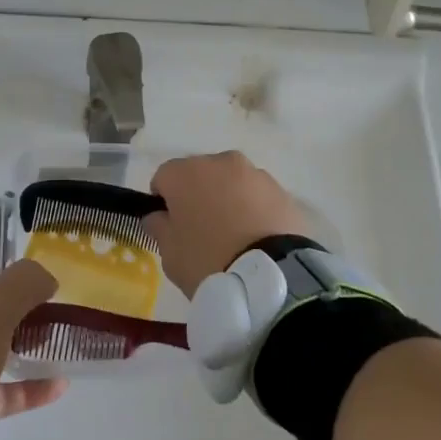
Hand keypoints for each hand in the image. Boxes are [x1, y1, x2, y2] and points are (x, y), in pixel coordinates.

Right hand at [147, 151, 309, 298]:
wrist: (268, 277)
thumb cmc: (207, 261)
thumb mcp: (169, 253)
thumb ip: (159, 227)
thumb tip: (158, 216)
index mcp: (186, 173)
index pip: (164, 177)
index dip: (163, 200)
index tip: (169, 225)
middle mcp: (221, 162)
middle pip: (201, 174)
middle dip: (198, 195)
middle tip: (202, 230)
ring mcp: (255, 174)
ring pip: (232, 182)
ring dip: (228, 199)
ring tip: (235, 236)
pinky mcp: (282, 191)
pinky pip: (258, 196)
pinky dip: (254, 209)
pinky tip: (257, 238)